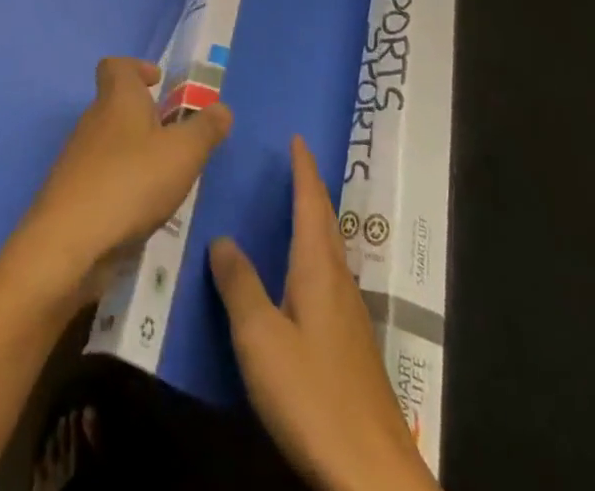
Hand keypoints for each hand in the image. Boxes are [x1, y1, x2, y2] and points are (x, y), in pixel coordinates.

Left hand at [1, 57, 231, 307]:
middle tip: (176, 141)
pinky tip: (141, 214)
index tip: (158, 84)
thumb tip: (221, 108)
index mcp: (117, 99)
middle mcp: (93, 121)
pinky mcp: (72, 195)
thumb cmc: (131, 182)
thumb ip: (206, 129)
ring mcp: (77, 159)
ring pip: (110, 144)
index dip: (136, 69)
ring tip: (165, 183)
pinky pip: (102, 179)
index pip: (115, 65)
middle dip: (145, 119)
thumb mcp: (184, 153)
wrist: (68, 243)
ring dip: (136, 156)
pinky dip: (122, 188)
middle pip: (116, 106)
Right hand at [210, 137, 437, 490]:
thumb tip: (222, 238)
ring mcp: (350, 317)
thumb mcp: (261, 339)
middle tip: (294, 167)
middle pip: (326, 224)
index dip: (304, 170)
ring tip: (293, 213)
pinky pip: (330, 281)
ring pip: (330, 253)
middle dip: (312, 192)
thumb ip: (239, 285)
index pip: (311, 203)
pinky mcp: (352, 349)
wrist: (372, 473)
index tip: (297, 138)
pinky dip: (314, 259)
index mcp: (318, 269)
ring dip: (315, 225)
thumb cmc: (313, 394)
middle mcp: (339, 282)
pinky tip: (301, 281)